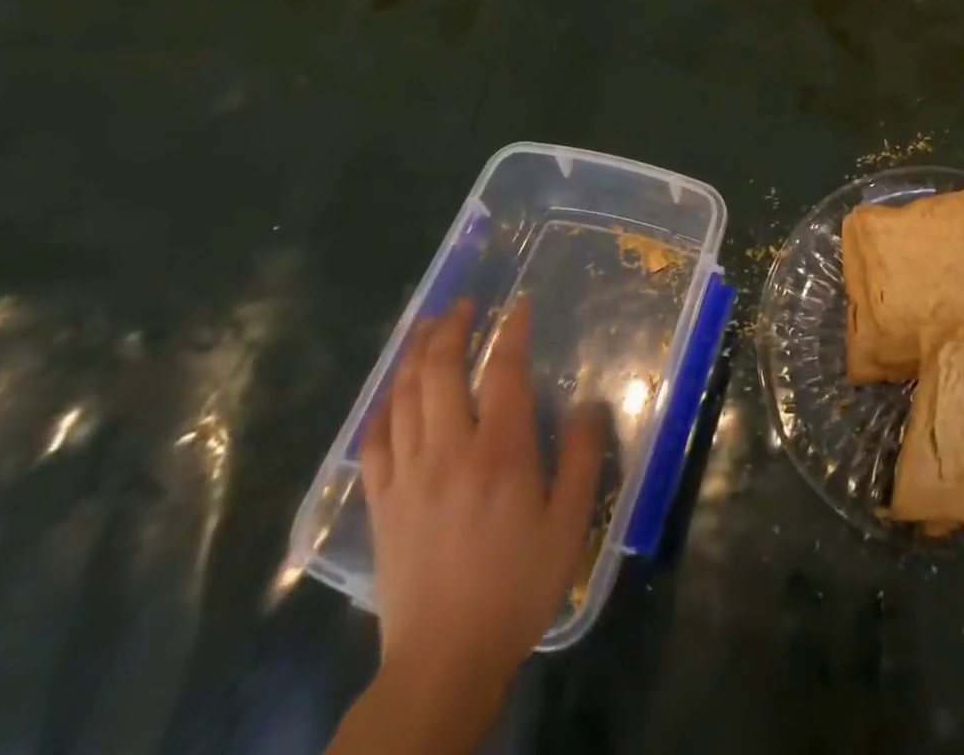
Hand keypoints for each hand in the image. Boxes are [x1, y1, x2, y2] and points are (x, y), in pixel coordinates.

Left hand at [360, 297, 604, 726]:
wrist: (444, 659)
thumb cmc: (517, 586)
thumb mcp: (568, 524)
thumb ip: (583, 458)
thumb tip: (590, 404)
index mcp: (500, 453)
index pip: (502, 372)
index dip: (510, 332)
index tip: (517, 306)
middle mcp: (449, 450)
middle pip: (440, 371)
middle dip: (450, 329)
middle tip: (462, 305)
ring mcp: (407, 474)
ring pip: (404, 396)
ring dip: (414, 354)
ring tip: (426, 327)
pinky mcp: (381, 500)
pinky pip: (373, 439)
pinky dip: (382, 404)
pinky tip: (391, 390)